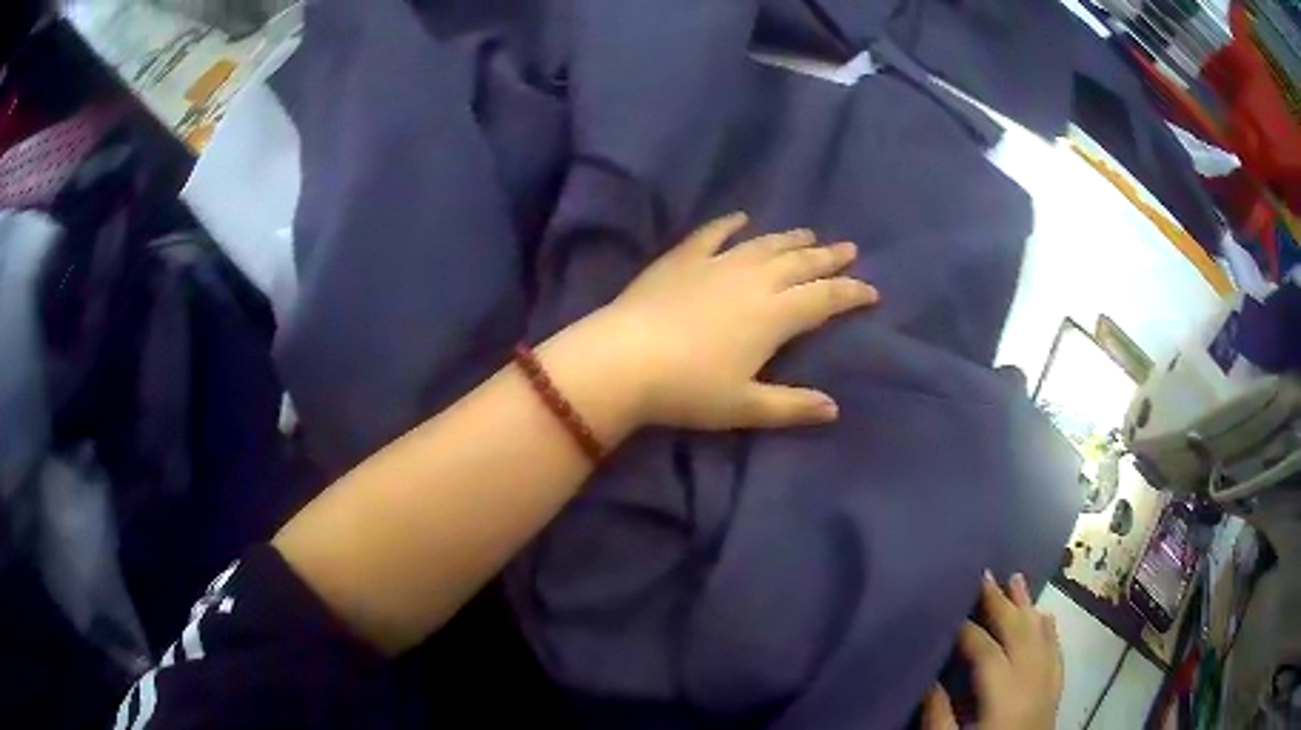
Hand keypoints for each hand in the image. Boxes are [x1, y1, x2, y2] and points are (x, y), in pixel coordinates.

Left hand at [601, 211, 877, 429]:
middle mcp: (753, 280)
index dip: (851, 293)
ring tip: (809, 234)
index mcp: (774, 315)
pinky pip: (712, 234)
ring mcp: (717, 263)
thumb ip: (792, 406)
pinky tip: (739, 217)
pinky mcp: (683, 258)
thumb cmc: (689, 389)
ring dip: (790, 238)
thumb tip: (833, 408)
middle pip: (801, 263)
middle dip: (829, 257)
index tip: (871, 291)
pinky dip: (729, 224)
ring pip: (764, 245)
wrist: (624, 359)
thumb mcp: (745, 406)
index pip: (824, 299)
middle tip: (850, 249)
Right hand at [923, 573, 1063, 729]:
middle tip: (985, 575)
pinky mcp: (1055, 689)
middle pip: (1018, 632)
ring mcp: (1048, 682)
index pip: (986, 650)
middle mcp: (1031, 679)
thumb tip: (929, 680)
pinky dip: (1050, 629)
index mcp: (1004, 694)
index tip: (949, 612)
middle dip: (1000, 603)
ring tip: (1017, 579)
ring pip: (1041, 634)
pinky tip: (1046, 615)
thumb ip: (939, 715)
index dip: (967, 629)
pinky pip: (1056, 650)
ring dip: (1028, 606)